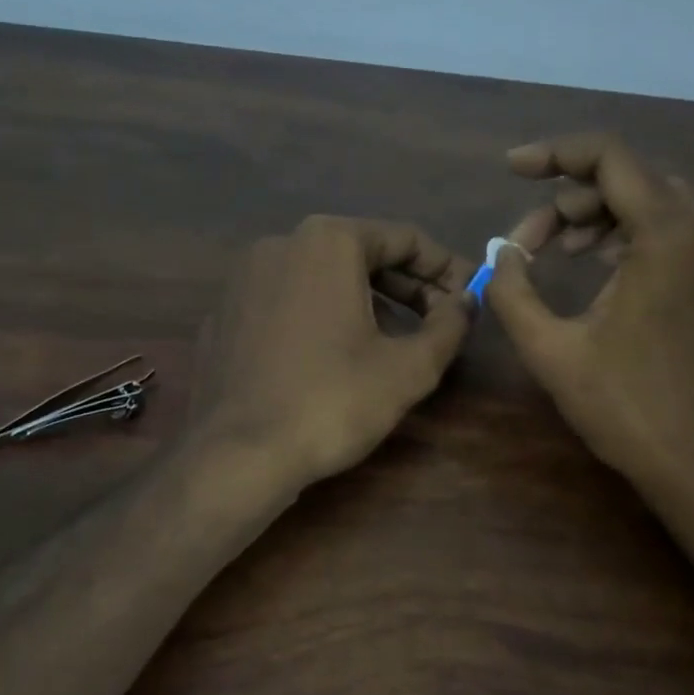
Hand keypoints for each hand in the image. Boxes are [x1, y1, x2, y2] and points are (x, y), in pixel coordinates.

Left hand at [193, 215, 476, 489]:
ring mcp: (243, 279)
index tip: (470, 296)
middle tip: (439, 320)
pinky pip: (285, 303)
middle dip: (406, 285)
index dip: (446, 268)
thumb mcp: (410, 368)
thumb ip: (449, 325)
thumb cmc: (333, 401)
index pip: (404, 239)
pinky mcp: (223, 316)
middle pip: (360, 254)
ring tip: (392, 340)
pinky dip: (318, 317)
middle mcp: (280, 244)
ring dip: (364, 300)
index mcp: (328, 242)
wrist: (238, 455)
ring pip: (321, 277)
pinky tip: (332, 357)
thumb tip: (465, 302)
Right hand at [485, 134, 693, 497]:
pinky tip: (602, 264)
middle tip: (530, 241)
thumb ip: (512, 291)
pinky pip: (678, 227)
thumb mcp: (550, 350)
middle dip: (573, 198)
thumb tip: (500, 254)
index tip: (511, 168)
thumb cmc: (626, 408)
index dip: (554, 154)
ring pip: (656, 199)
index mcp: (671, 234)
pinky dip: (634, 233)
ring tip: (561, 250)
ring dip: (602, 214)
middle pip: (632, 176)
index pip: (609, 158)